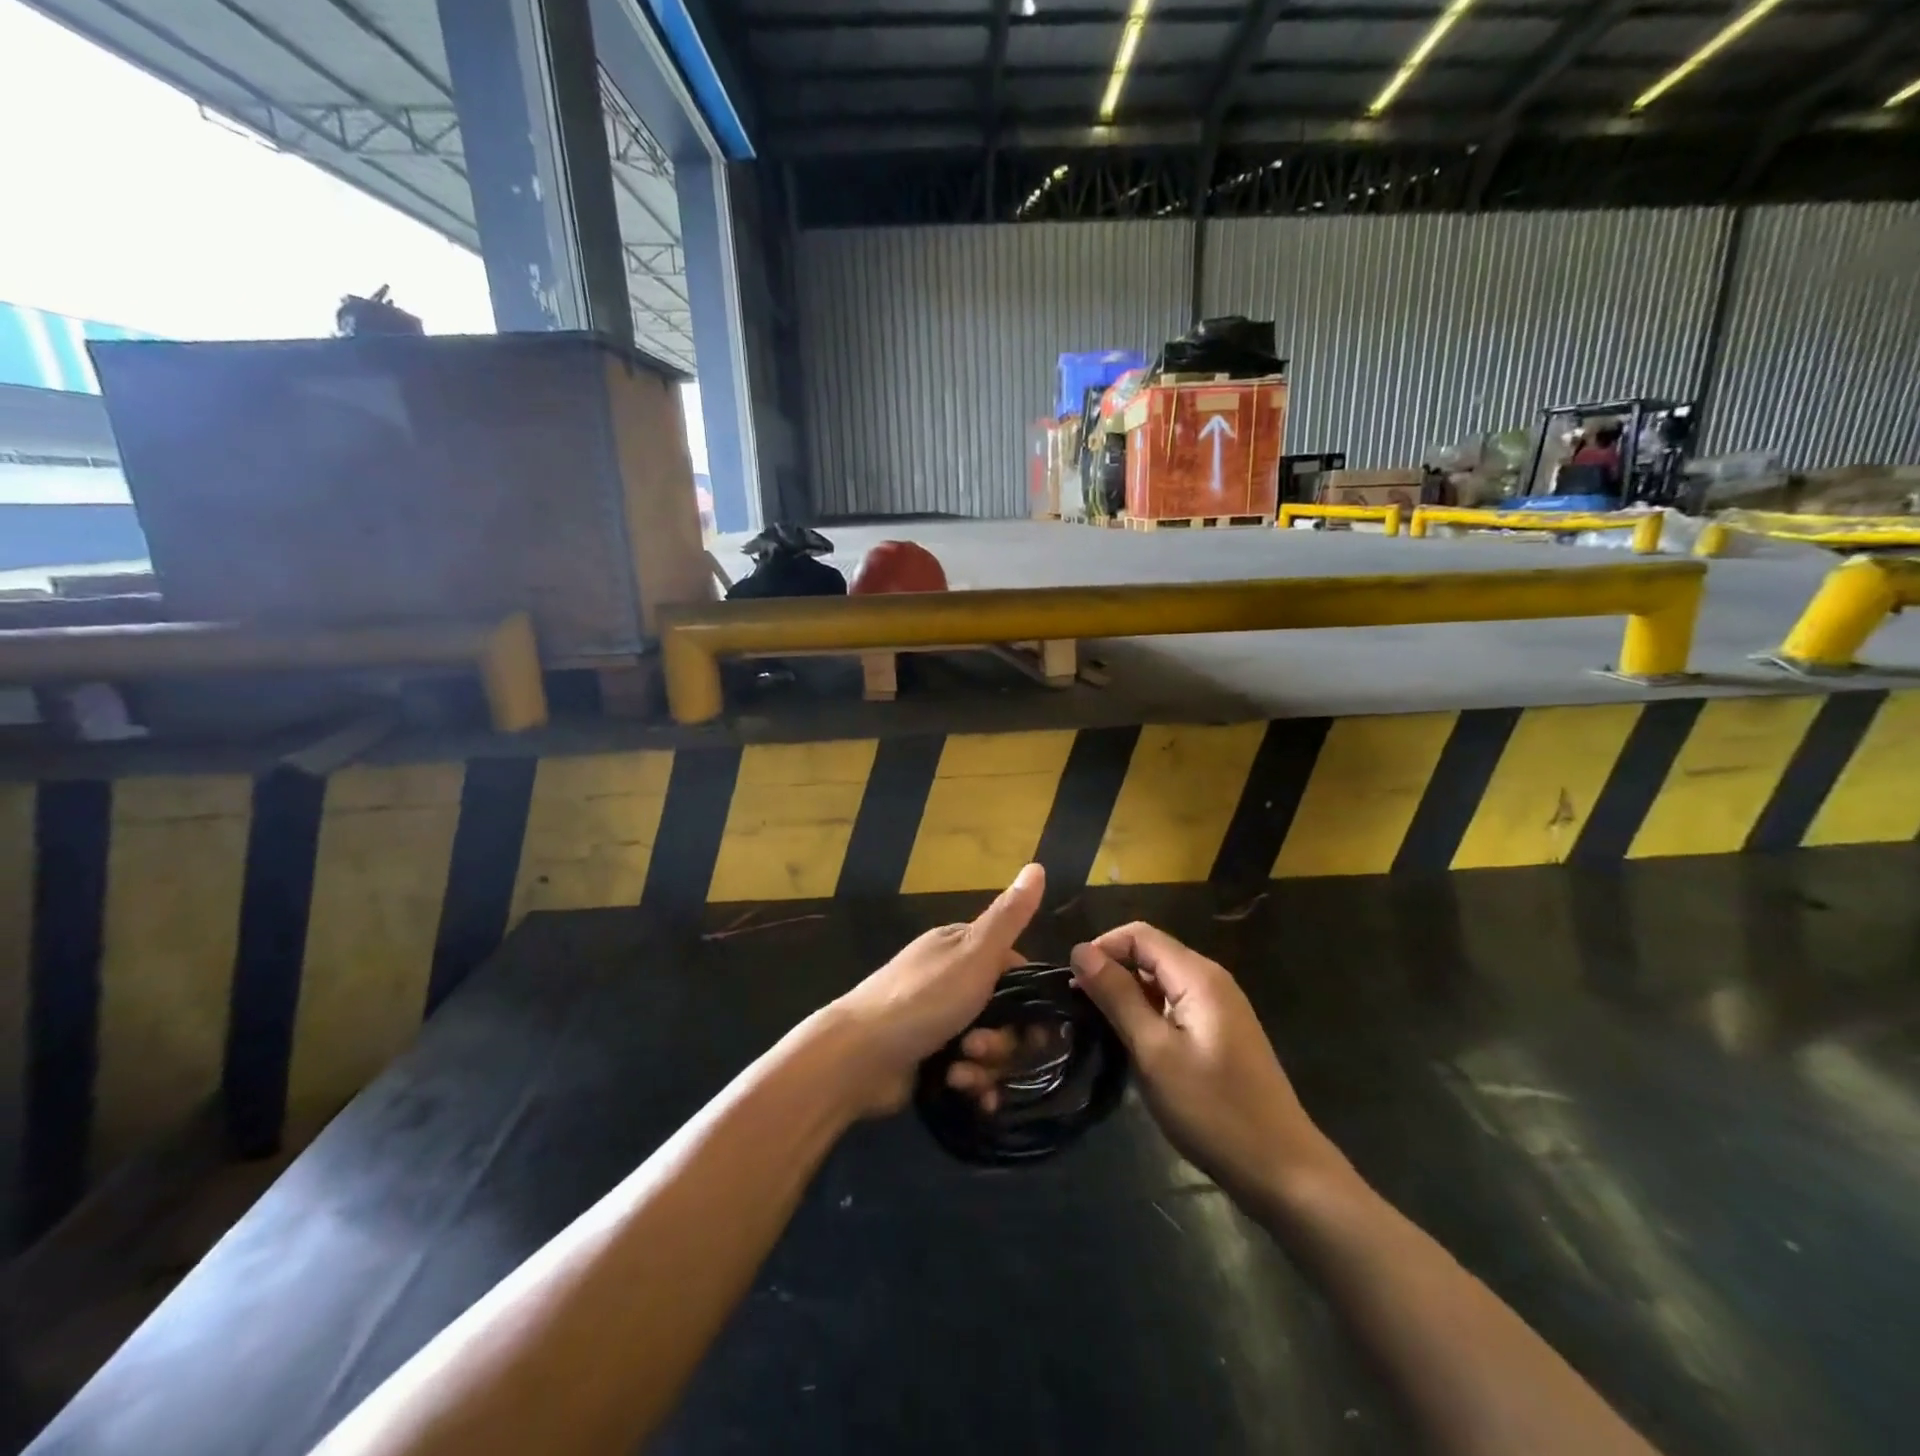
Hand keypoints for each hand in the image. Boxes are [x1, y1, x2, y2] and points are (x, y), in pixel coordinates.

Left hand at [831, 864, 1043, 1117]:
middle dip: (1004, 1039)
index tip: (1032, 1020)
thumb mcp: (973, 952)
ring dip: (987, 1065)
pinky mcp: (933, 1061)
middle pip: (1008, 1015)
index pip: (1017, 971)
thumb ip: (1009, 916)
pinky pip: (973, 1073)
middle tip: (980, 1047)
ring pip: (992, 1048)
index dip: (1030, 998)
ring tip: (961, 1070)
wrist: (858, 1057)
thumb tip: (1038, 866)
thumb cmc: (922, 998)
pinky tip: (963, 1089)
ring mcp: (942, 1023)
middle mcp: (954, 982)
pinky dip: (973, 1084)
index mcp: (962, 949)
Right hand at [1068, 922, 1340, 1210]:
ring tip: (1098, 1028)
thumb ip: (1117, 996)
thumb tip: (1080, 950)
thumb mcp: (1154, 1052)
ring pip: (1160, 981)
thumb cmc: (1213, 1110)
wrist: (1282, 1170)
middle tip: (1079, 1009)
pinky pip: (1174, 1005)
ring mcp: (1219, 1007)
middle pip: (1150, 954)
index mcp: (1198, 976)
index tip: (1072, 985)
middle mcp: (1211, 980)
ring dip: (1126, 995)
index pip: (1139, 934)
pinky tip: (1132, 1045)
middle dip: (1111, 971)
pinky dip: (1147, 1014)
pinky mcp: (1219, 1033)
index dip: (1101, 948)